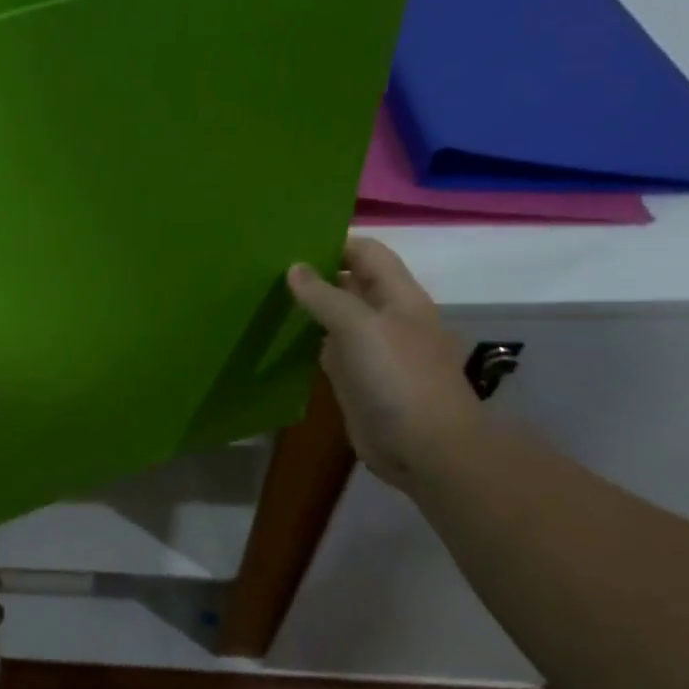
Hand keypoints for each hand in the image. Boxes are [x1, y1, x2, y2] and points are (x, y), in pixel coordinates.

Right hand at [286, 238, 481, 489]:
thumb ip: (325, 296)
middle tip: (266, 266)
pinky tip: (279, 334)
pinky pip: (328, 349)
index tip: (290, 241)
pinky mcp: (356, 378)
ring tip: (264, 294)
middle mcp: (386, 317)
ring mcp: (371, 350)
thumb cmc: (398, 378)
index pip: (368, 253)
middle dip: (316, 272)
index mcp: (399, 297)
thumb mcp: (360, 328)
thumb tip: (294, 268)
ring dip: (308, 306)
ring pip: (336, 316)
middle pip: (351, 282)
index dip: (335, 243)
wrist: (424, 447)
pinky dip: (307, 339)